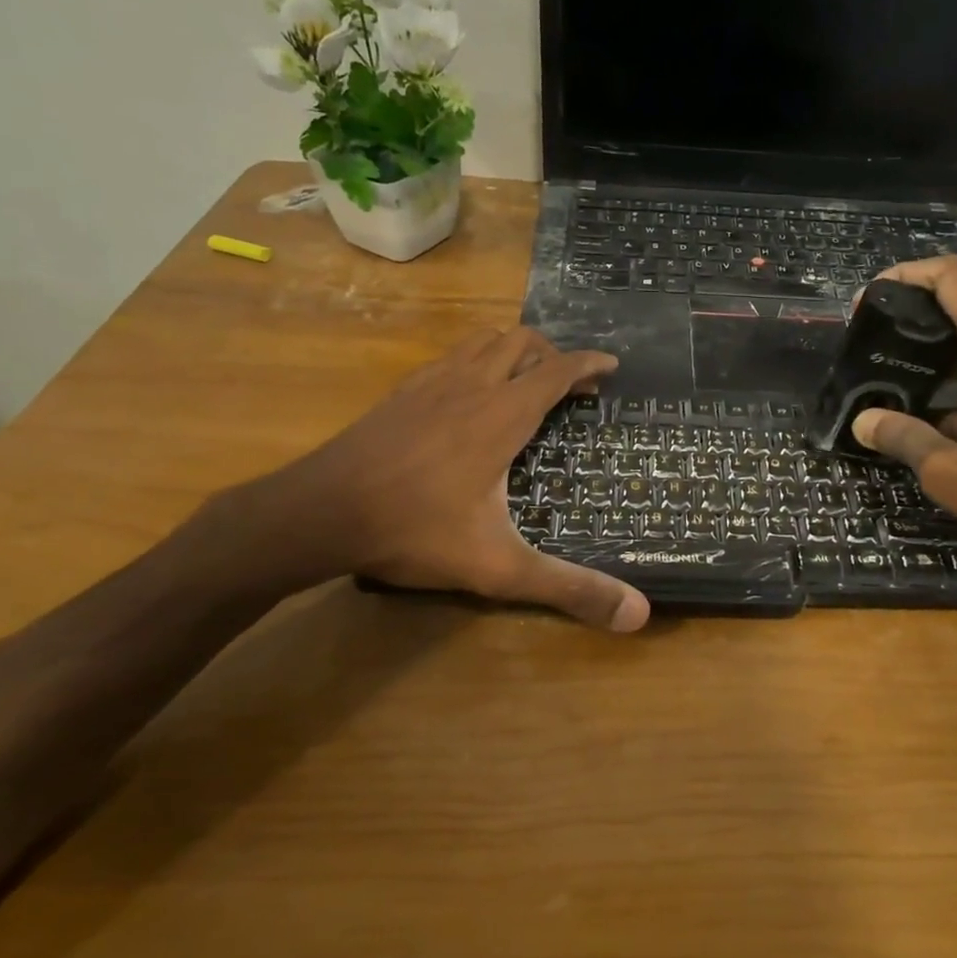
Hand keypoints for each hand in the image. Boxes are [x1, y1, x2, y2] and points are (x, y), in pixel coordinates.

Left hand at [210, 328, 649, 631]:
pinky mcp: (400, 394)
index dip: (589, 363)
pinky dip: (474, 361)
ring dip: (512, 351)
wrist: (318, 513)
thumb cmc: (414, 531)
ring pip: (481, 341)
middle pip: (520, 341)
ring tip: (525, 381)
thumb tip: (638, 616)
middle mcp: (470, 386)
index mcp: (501, 416)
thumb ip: (569, 588)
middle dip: (553, 354)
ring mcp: (429, 384)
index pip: (556, 371)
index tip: (611, 365)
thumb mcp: (499, 567)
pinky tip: (467, 396)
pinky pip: (449, 358)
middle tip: (570, 384)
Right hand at [849, 257, 956, 582]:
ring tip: (885, 369)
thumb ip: (905, 438)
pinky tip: (921, 408)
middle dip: (912, 310)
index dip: (908, 275)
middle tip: (867, 339)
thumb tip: (862, 421)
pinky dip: (954, 373)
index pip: (955, 278)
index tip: (866, 300)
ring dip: (932, 344)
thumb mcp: (954, 474)